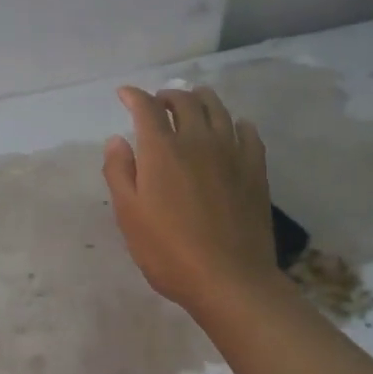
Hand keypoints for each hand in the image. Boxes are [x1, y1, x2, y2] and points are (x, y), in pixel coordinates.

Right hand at [103, 84, 277, 313]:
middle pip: (184, 102)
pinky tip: (233, 129)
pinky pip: (248, 132)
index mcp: (162, 151)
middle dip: (167, 96)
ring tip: (193, 103)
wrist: (229, 279)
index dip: (134, 96)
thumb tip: (117, 139)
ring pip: (217, 109)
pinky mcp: (255, 169)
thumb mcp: (129, 216)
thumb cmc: (168, 252)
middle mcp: (198, 140)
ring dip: (201, 100)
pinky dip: (236, 123)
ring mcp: (231, 152)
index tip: (124, 94)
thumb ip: (119, 172)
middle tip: (158, 103)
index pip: (146, 108)